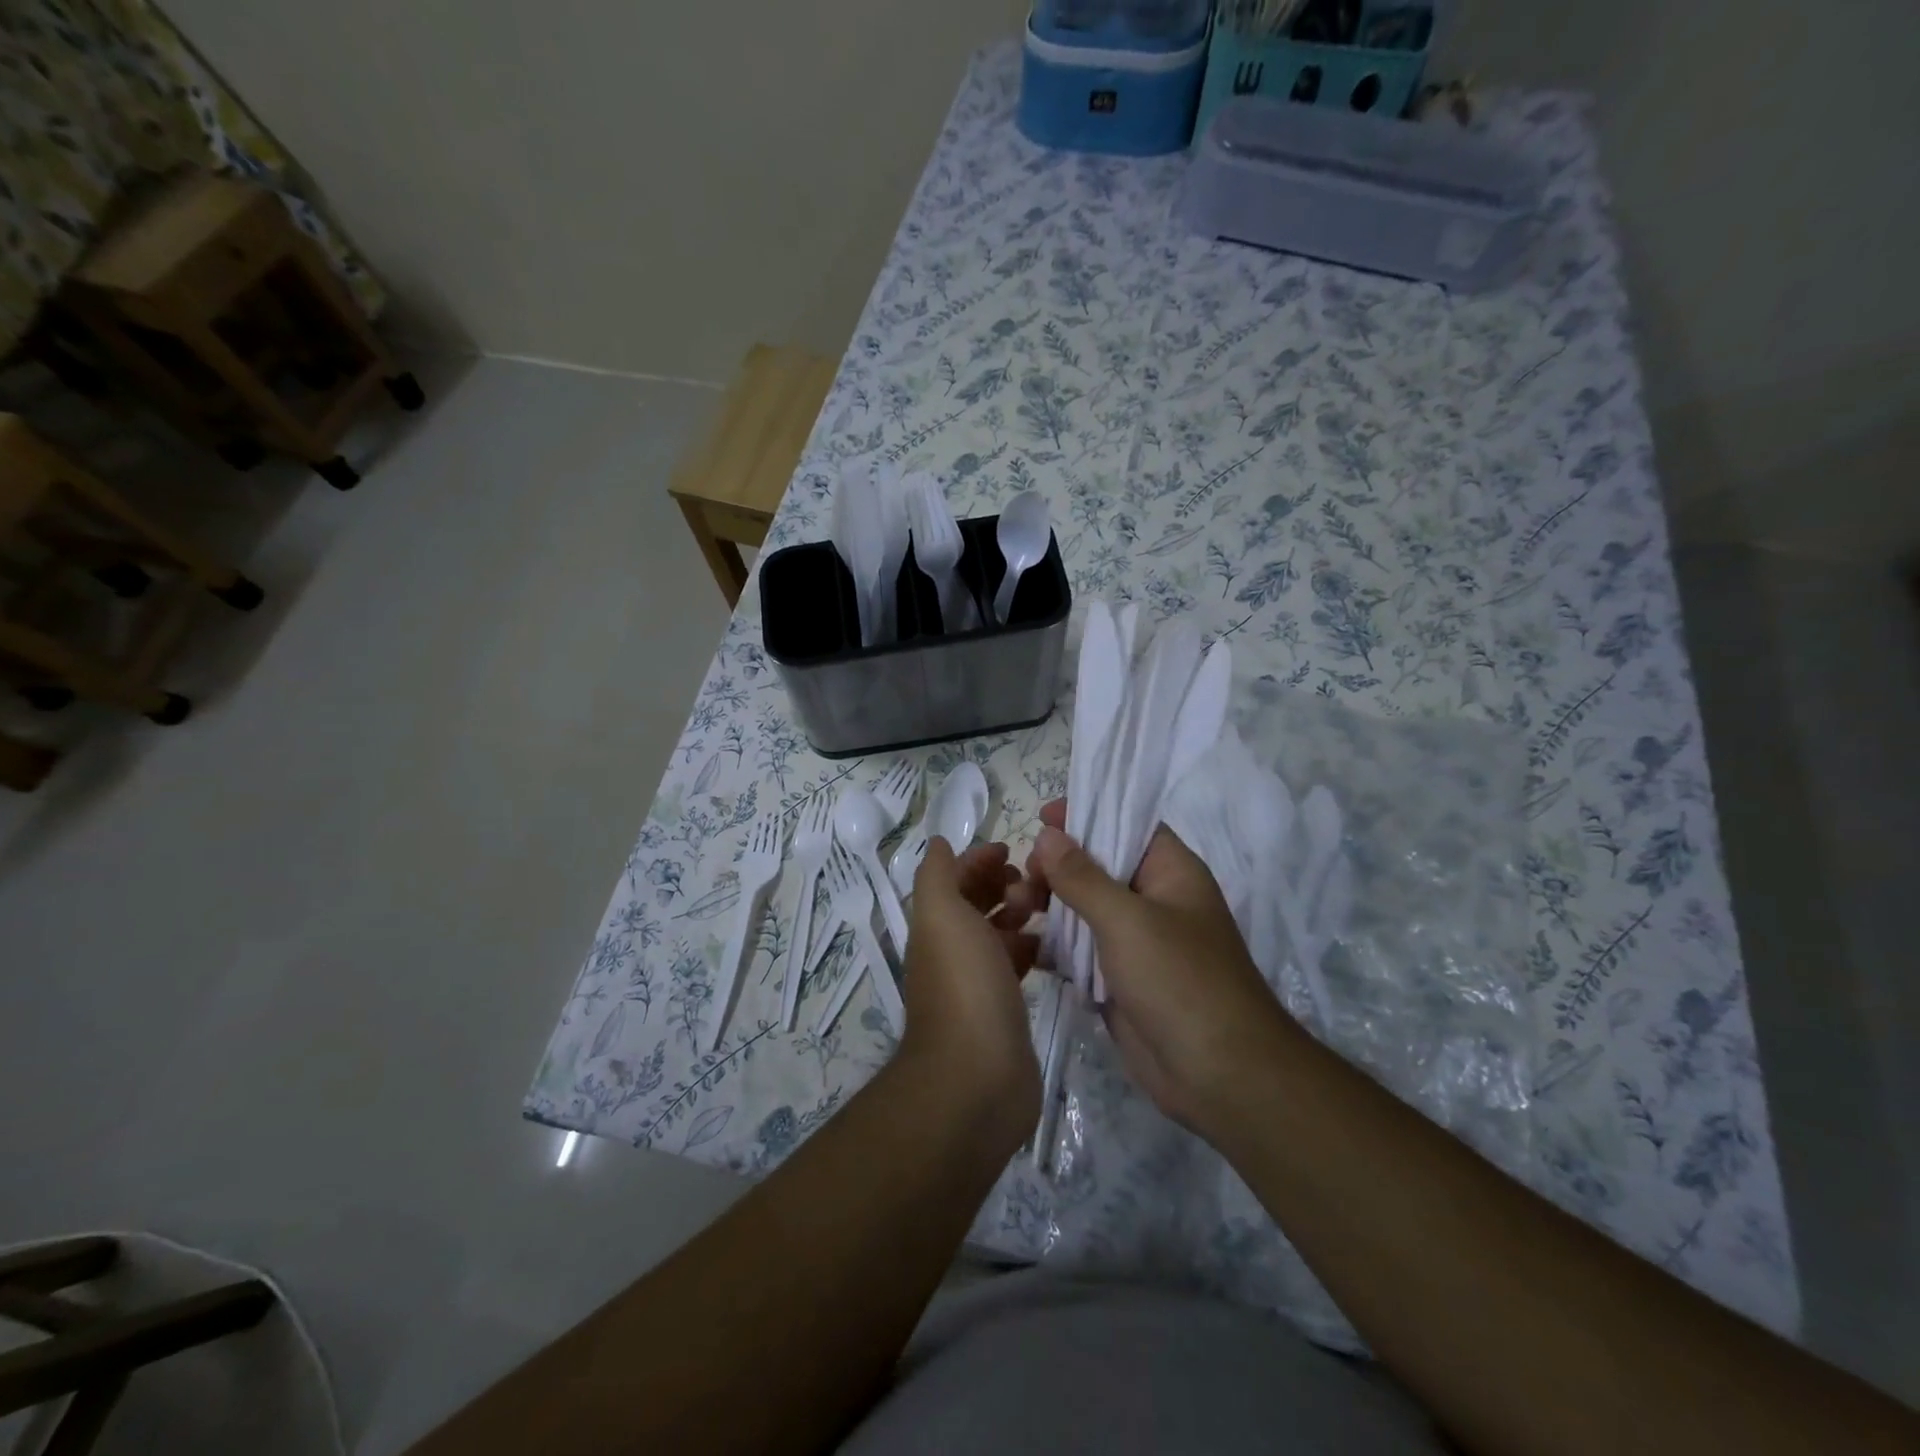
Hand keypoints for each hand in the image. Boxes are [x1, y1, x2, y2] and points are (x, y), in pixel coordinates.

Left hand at [897, 839, 1044, 1152]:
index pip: (952, 879)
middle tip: (1034, 885)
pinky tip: (1055, 945)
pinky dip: (1032, 948)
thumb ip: (937, 875)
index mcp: (934, 927)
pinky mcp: (1003, 1008)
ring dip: (1020, 914)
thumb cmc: (963, 984)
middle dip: (1003, 885)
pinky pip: (1017, 965)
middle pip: (976, 904)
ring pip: (998, 933)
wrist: (978, 1075)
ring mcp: (977, 982)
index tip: (1012, 851)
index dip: (977, 860)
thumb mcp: (942, 915)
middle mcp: (951, 951)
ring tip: (1048, 910)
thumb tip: (937, 843)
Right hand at [1026, 800, 1295, 1136]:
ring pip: (1083, 908)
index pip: (1126, 823)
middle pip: (1097, 865)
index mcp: (1170, 871)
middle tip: (1023, 880)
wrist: (1219, 1076)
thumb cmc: (1180, 981)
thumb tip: (1048, 834)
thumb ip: (1083, 876)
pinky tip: (1022, 945)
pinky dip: (1053, 944)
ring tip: (1014, 909)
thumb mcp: (1128, 920)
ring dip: (1049, 905)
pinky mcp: (1118, 978)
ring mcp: (1135, 941)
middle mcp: (1153, 899)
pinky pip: (1079, 949)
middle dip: (1056, 866)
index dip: (1087, 813)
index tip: (1042, 817)